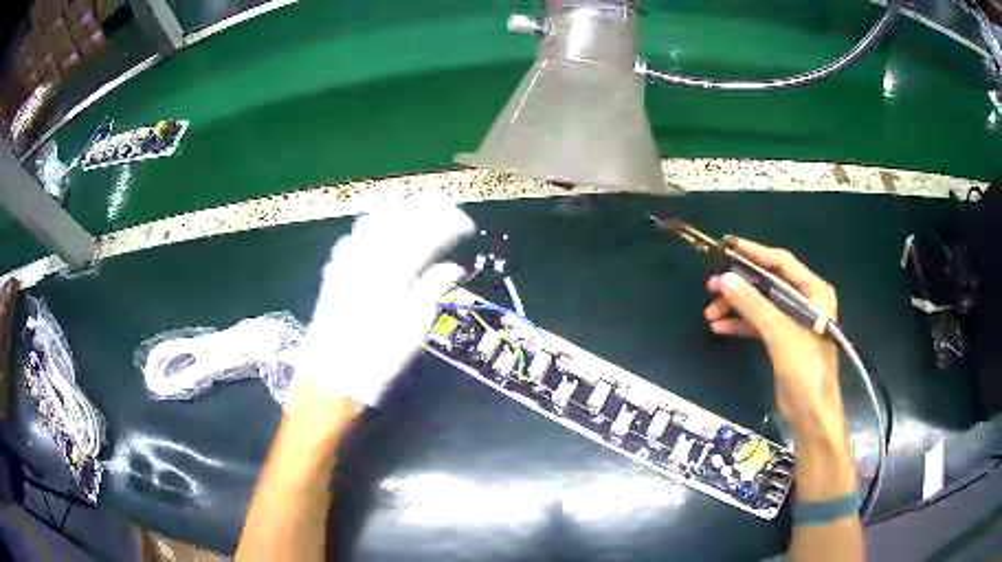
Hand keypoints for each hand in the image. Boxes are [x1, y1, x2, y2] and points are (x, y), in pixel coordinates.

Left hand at [294, 197, 474, 407]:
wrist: (329, 380)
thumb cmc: (377, 361)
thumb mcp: (413, 332)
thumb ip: (433, 291)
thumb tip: (454, 268)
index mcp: (393, 272)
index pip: (427, 233)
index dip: (450, 223)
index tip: (468, 226)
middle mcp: (368, 258)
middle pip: (400, 217)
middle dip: (427, 208)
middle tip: (447, 210)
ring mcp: (347, 261)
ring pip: (374, 219)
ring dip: (400, 210)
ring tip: (419, 212)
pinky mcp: (334, 270)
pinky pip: (354, 234)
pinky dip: (373, 223)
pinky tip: (381, 229)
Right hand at [704, 238, 843, 428]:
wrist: (811, 412)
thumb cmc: (805, 368)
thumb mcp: (780, 333)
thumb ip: (754, 304)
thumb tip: (725, 279)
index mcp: (813, 291)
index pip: (781, 262)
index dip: (754, 253)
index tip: (727, 246)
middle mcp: (804, 301)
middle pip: (768, 283)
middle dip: (740, 284)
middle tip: (711, 284)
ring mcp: (792, 321)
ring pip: (760, 304)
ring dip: (736, 306)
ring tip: (710, 311)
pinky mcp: (782, 340)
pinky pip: (759, 324)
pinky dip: (741, 324)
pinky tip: (720, 327)